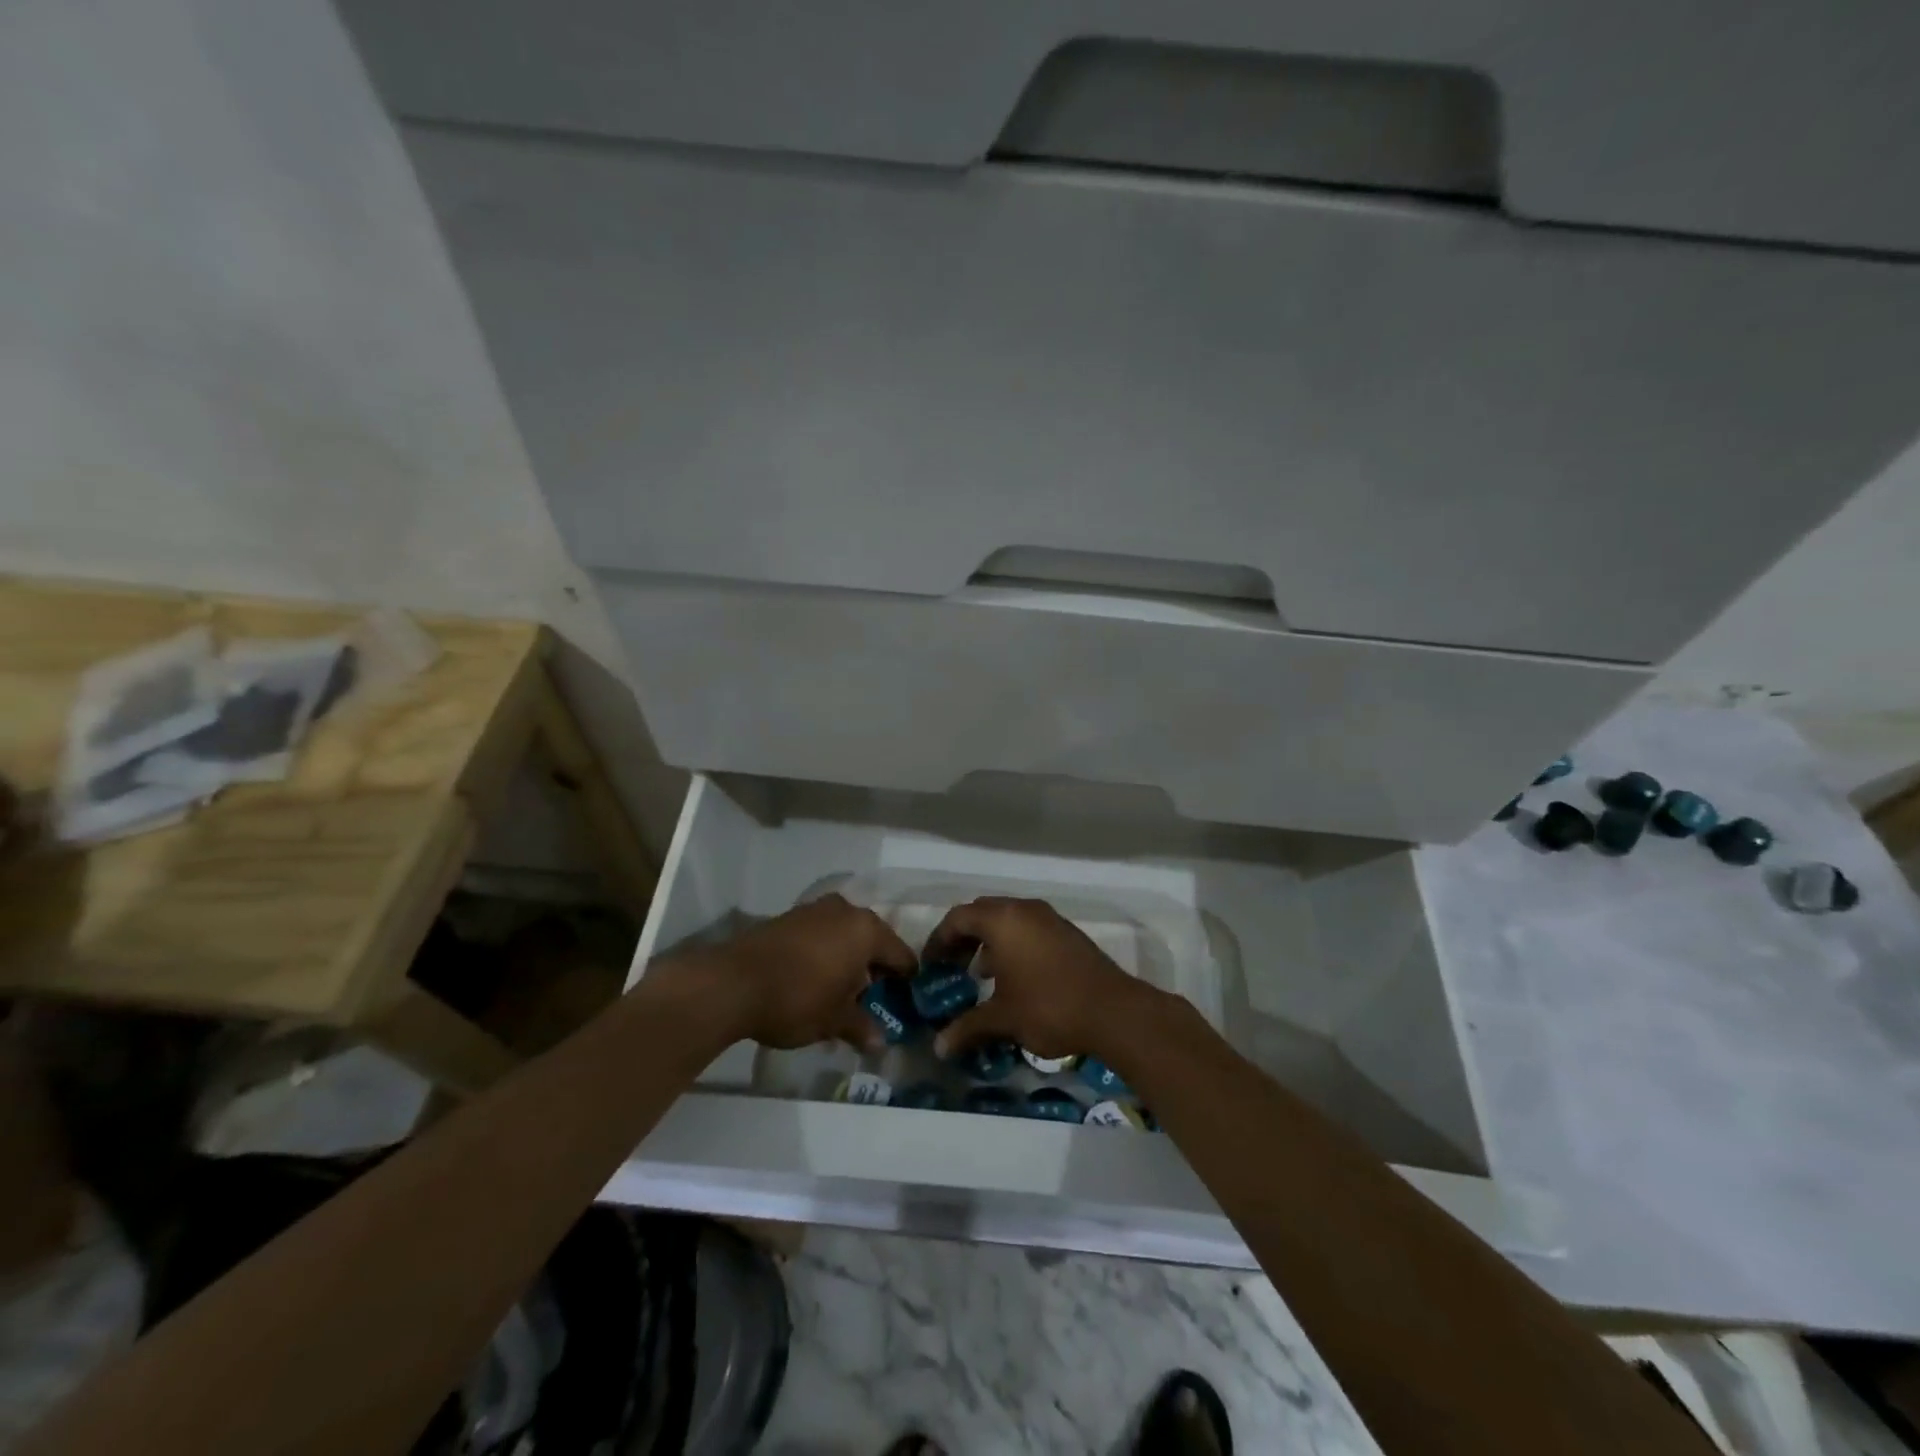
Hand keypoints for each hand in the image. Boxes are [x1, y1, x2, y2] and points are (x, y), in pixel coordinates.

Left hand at [700, 894, 915, 1050]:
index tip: (906, 1001)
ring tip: (841, 992)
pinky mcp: (788, 917)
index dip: (906, 980)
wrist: (732, 982)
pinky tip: (814, 980)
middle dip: (874, 969)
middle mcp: (845, 911)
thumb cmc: (798, 998)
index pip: (900, 955)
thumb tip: (879, 1042)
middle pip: (872, 940)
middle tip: (873, 1000)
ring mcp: (814, 910)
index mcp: (866, 930)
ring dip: (847, 960)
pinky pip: (820, 935)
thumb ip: (861, 1027)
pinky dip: (824, 954)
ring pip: (844, 935)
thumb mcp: (834, 1020)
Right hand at [925, 897, 1154, 1060]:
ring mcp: (1049, 918)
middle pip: (982, 913)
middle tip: (951, 966)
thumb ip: (967, 1027)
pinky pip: (1029, 929)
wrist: (1112, 1011)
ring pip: (1008, 920)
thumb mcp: (1003, 1018)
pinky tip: (1014, 978)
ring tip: (980, 975)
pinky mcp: (1067, 933)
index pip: (958, 918)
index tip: (931, 966)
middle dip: (963, 938)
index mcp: (1002, 920)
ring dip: (989, 942)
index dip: (938, 940)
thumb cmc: (1048, 1007)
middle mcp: (1024, 909)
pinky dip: (1013, 945)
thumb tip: (938, 1047)